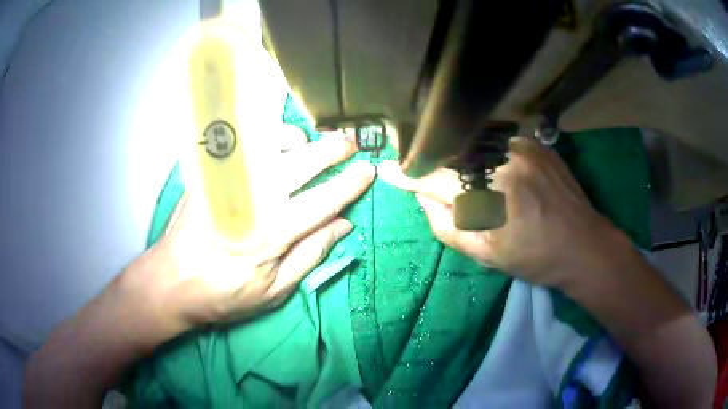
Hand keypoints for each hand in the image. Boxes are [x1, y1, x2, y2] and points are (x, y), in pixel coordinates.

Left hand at [118, 128, 374, 343]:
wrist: (170, 281)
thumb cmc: (224, 294)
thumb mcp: (273, 292)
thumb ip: (310, 256)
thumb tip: (343, 226)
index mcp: (270, 237)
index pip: (321, 202)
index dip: (348, 185)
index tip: (368, 171)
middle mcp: (250, 203)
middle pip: (299, 164)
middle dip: (331, 150)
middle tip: (351, 142)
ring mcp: (226, 184)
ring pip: (268, 146)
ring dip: (297, 140)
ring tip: (310, 144)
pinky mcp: (208, 177)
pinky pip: (242, 145)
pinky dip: (265, 138)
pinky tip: (273, 146)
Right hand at [378, 136, 629, 287]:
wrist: (584, 245)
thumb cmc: (535, 257)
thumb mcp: (486, 255)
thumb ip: (447, 226)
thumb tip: (423, 197)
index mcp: (491, 195)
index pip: (436, 178)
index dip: (409, 175)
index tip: (387, 171)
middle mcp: (504, 160)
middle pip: (453, 153)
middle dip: (436, 164)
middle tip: (427, 176)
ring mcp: (523, 146)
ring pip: (475, 144)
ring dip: (462, 159)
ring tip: (468, 180)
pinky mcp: (536, 143)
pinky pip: (498, 142)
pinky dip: (487, 154)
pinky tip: (495, 171)